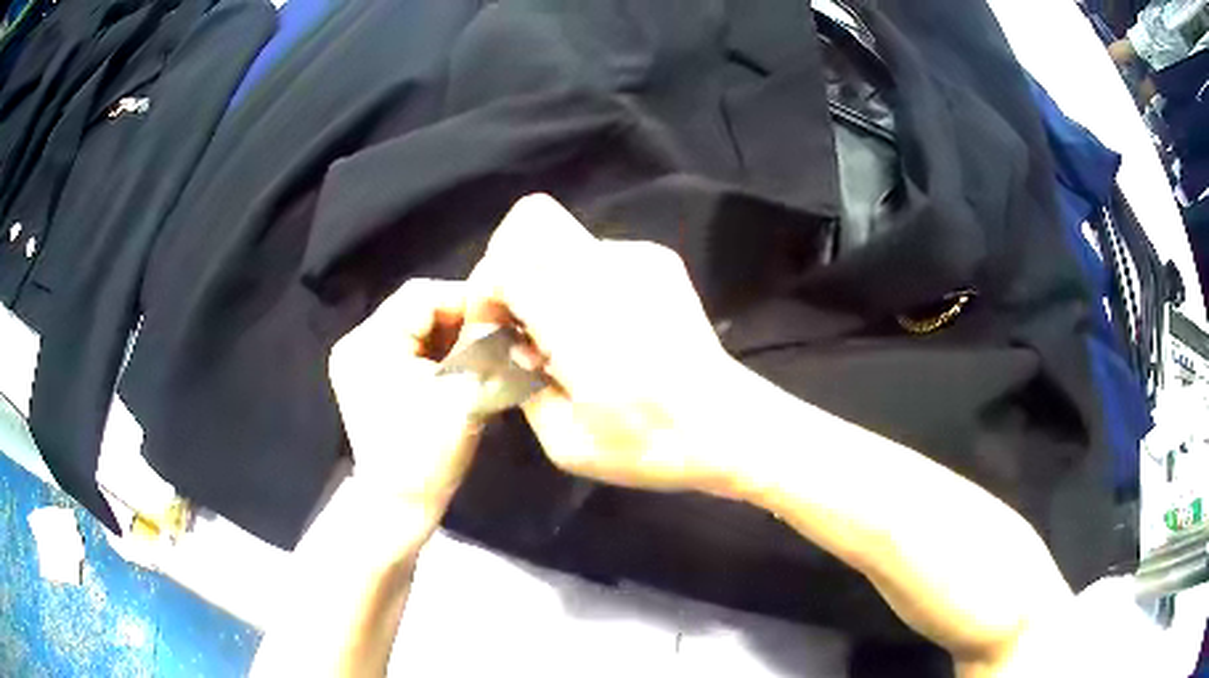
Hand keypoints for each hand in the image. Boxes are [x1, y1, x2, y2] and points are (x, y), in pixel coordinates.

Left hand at [329, 279, 485, 526]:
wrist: (398, 505)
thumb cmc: (429, 452)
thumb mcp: (464, 394)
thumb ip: (485, 344)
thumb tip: (507, 308)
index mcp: (371, 342)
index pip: (423, 294)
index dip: (466, 300)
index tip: (503, 318)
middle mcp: (357, 343)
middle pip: (417, 310)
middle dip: (460, 322)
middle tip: (497, 339)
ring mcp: (359, 362)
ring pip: (414, 329)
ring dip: (450, 339)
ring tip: (481, 356)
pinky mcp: (367, 379)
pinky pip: (406, 350)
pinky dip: (435, 355)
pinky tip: (457, 372)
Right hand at [469, 194, 740, 492]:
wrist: (727, 425)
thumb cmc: (647, 445)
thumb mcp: (566, 442)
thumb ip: (518, 384)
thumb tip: (506, 344)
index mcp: (581, 321)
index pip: (504, 265)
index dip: (485, 293)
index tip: (495, 331)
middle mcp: (609, 271)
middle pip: (531, 221)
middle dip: (507, 265)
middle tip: (518, 316)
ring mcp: (639, 258)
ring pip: (561, 235)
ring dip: (545, 275)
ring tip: (564, 331)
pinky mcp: (659, 260)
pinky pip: (595, 251)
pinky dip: (579, 279)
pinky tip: (601, 324)